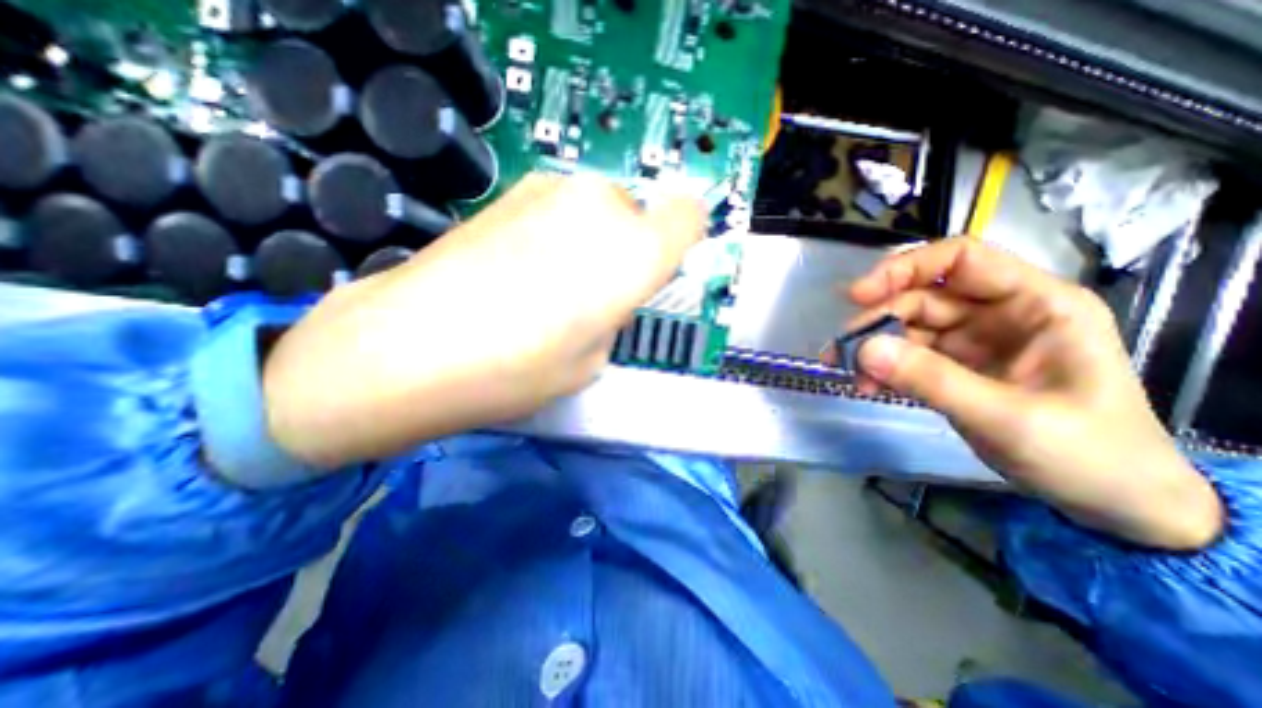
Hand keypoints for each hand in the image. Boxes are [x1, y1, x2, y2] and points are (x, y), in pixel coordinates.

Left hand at [262, 172, 705, 469]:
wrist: (408, 346)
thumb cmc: (516, 369)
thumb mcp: (592, 362)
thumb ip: (613, 318)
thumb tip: (605, 297)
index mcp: (635, 254)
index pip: (689, 217)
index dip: (684, 239)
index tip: (666, 266)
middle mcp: (602, 208)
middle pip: (640, 215)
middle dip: (630, 249)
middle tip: (598, 291)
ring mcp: (551, 190)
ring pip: (599, 209)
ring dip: (593, 240)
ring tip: (553, 283)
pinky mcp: (510, 191)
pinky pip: (561, 208)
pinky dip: (558, 232)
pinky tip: (521, 267)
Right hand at [836, 242, 1221, 549]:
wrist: (1113, 502)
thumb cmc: (1089, 454)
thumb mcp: (1008, 418)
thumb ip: (932, 380)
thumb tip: (862, 350)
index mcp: (1035, 304)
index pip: (960, 259)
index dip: (904, 268)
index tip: (857, 296)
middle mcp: (998, 313)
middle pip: (920, 297)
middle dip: (877, 320)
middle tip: (841, 350)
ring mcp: (972, 341)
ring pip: (906, 327)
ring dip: (873, 348)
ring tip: (851, 375)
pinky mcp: (953, 366)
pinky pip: (906, 356)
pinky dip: (882, 368)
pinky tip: (867, 387)